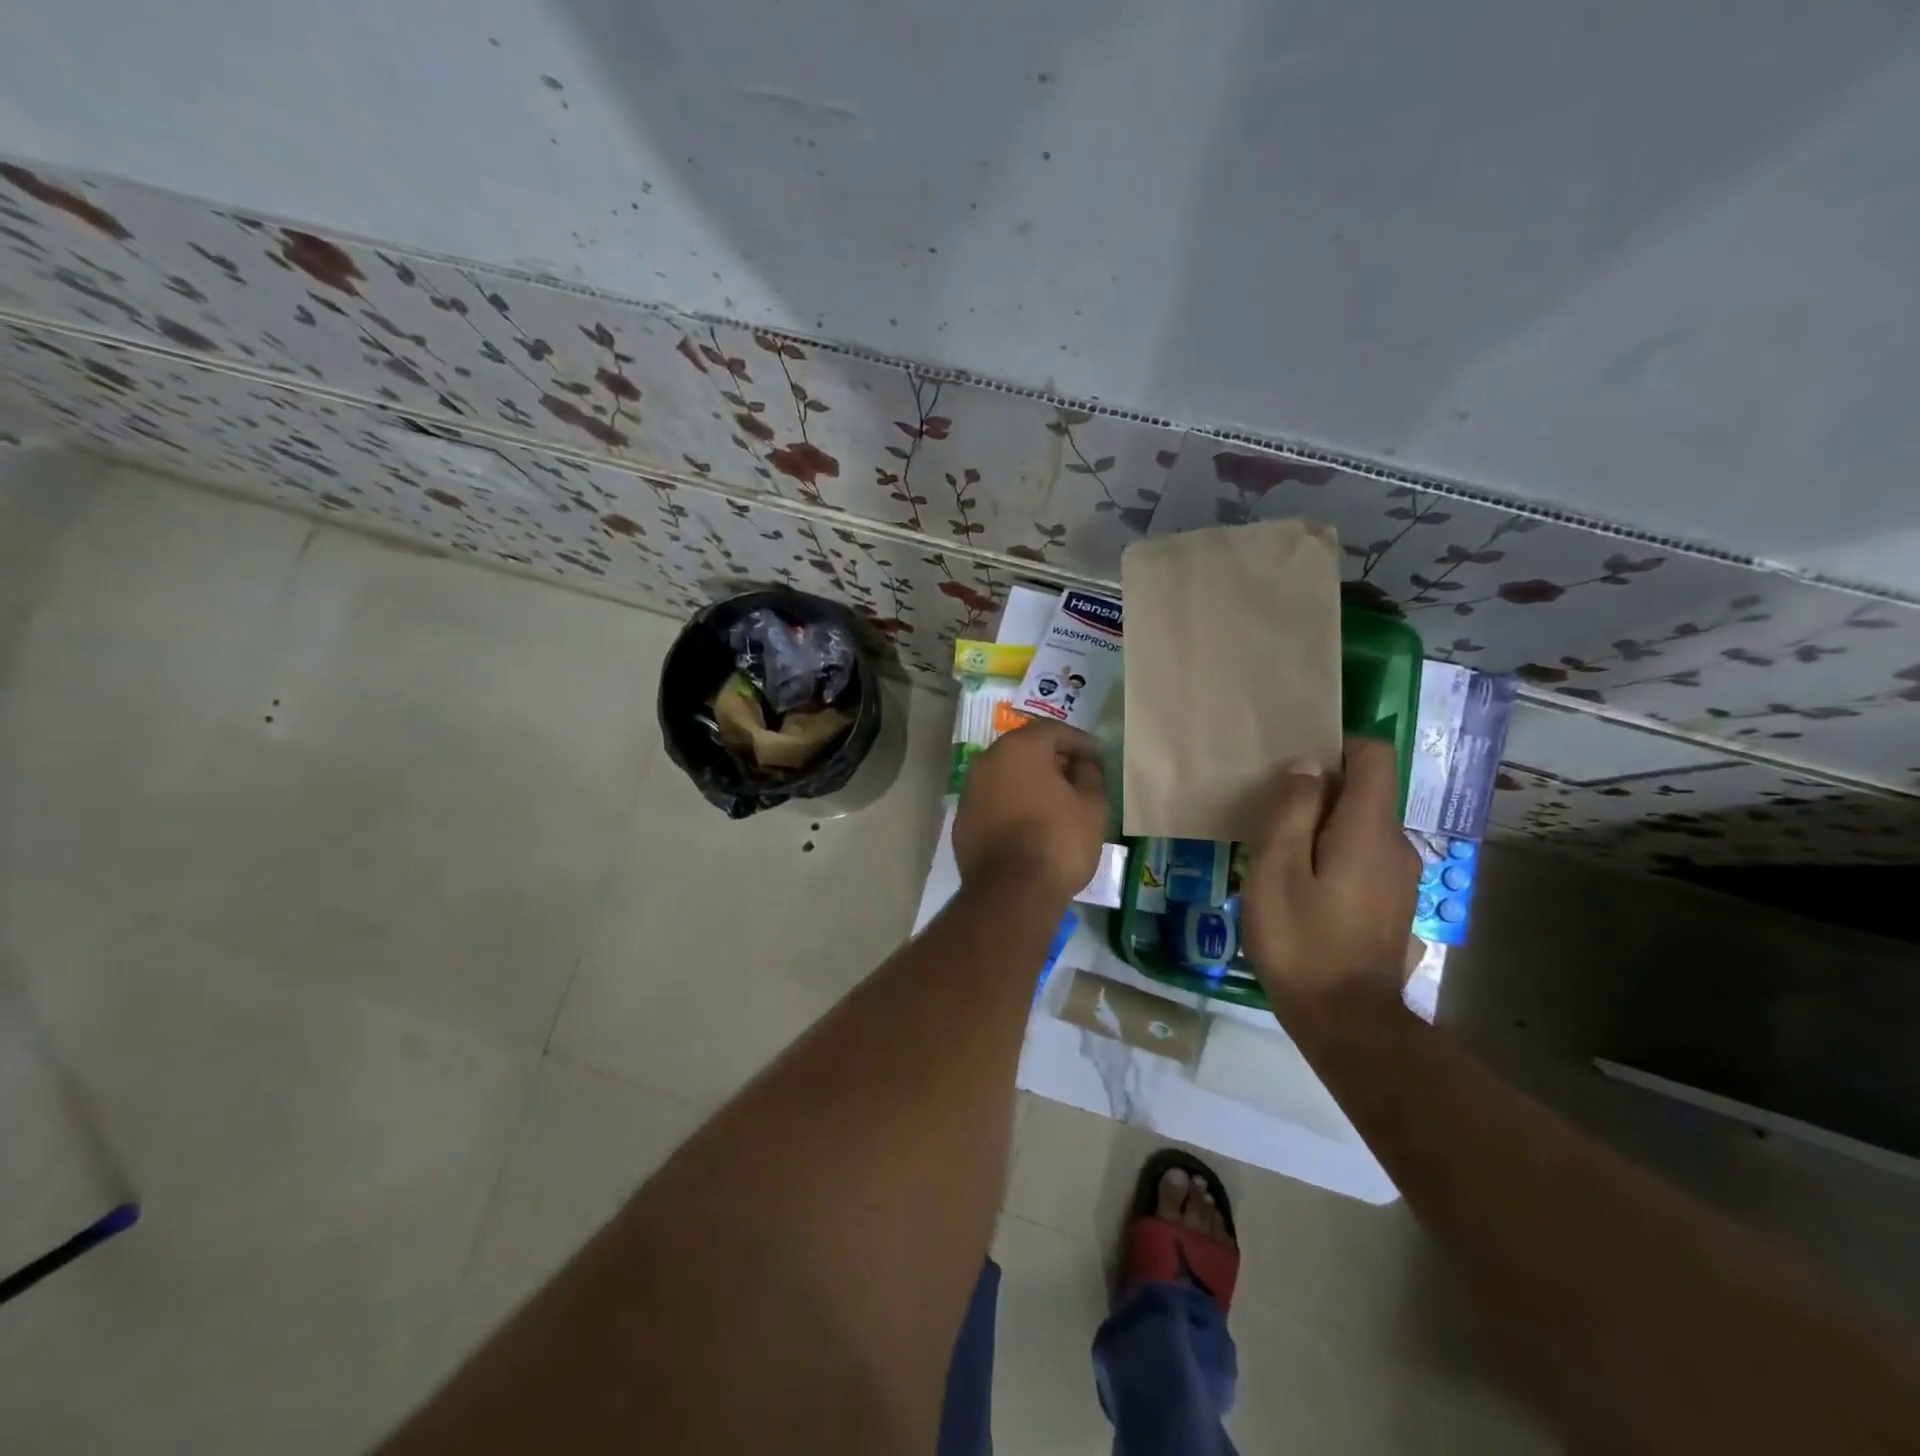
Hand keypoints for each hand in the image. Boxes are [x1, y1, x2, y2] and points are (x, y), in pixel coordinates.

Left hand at [953, 720, 1106, 902]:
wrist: (1011, 892)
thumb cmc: (1058, 840)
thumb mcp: (1092, 805)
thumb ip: (1090, 775)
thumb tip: (1083, 763)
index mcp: (1019, 748)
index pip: (1054, 730)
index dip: (1080, 742)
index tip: (1097, 757)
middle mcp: (988, 760)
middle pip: (1025, 749)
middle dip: (1052, 759)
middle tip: (1076, 776)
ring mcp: (970, 790)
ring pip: (1005, 775)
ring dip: (1029, 782)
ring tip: (1054, 801)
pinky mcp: (962, 820)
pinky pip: (993, 801)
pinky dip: (1011, 804)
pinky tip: (1029, 824)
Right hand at [1240, 737, 1421, 1019]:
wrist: (1347, 1021)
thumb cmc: (1301, 940)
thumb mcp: (1276, 869)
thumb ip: (1291, 810)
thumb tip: (1306, 764)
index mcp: (1369, 828)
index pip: (1374, 757)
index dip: (1338, 746)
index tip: (1296, 767)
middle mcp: (1397, 844)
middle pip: (1366, 792)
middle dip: (1321, 792)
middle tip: (1271, 818)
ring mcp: (1401, 877)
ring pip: (1362, 827)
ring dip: (1324, 828)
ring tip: (1280, 856)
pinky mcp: (1394, 903)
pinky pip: (1366, 857)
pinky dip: (1335, 855)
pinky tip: (1304, 888)